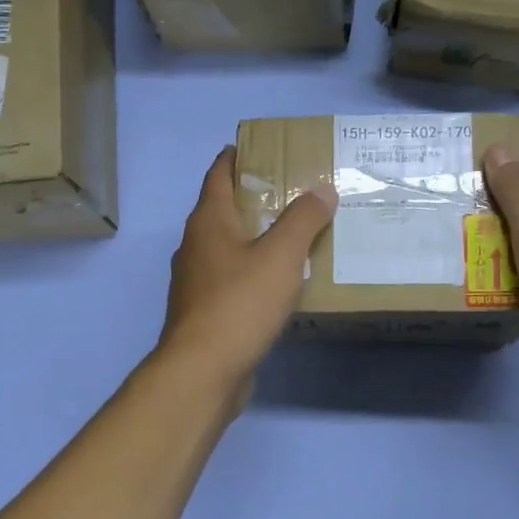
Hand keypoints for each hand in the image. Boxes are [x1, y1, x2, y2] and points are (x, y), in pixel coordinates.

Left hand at [159, 146, 336, 395]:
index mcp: (208, 221)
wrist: (203, 370)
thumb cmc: (240, 303)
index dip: (237, 156)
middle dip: (254, 199)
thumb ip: (304, 219)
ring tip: (293, 238)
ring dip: (255, 239)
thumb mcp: (281, 256)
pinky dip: (253, 274)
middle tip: (293, 193)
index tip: (262, 148)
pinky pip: (232, 281)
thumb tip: (322, 188)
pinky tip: (278, 286)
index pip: (219, 174)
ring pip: (228, 249)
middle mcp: (196, 246)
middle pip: (223, 210)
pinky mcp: (205, 313)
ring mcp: (196, 282)